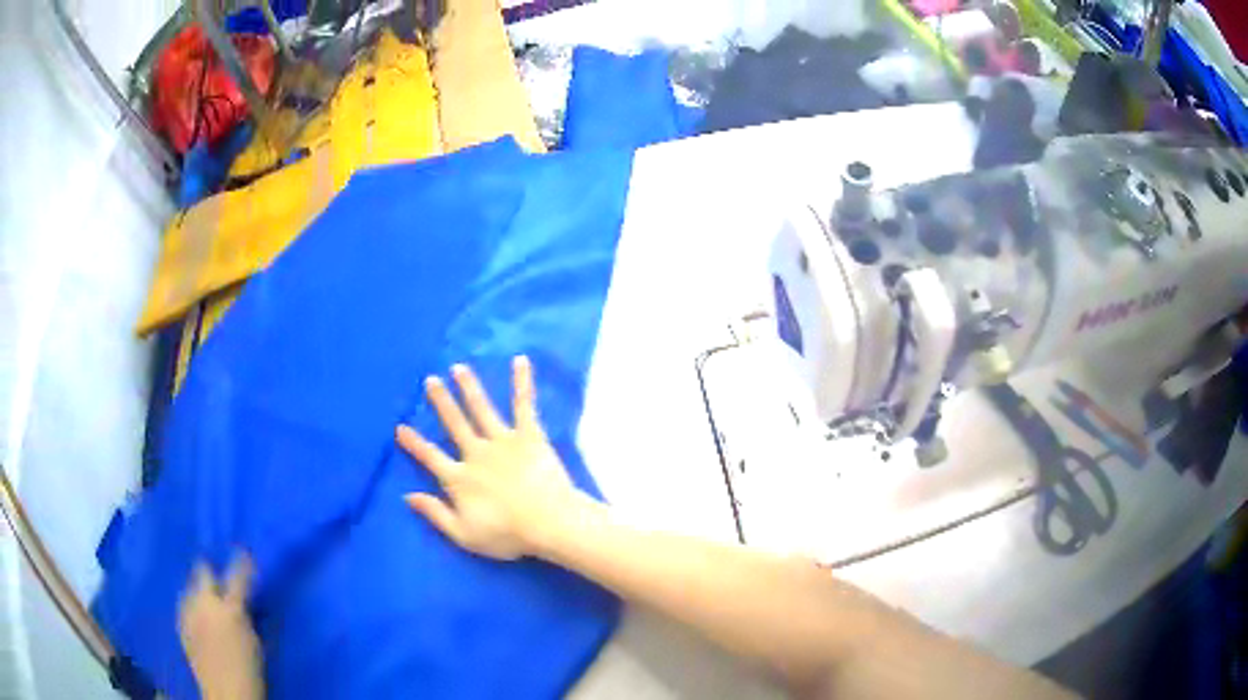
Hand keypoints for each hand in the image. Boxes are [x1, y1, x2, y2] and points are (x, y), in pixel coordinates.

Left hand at [178, 554, 262, 699]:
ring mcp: (189, 613)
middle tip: (218, 578)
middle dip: (210, 572)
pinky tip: (197, 615)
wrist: (226, 694)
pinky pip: (184, 604)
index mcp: (230, 609)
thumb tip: (241, 601)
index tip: (244, 552)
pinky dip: (191, 605)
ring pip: (190, 586)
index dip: (241, 563)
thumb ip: (245, 616)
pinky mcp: (180, 624)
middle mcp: (206, 604)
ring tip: (206, 599)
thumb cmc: (249, 671)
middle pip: (202, 571)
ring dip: (199, 589)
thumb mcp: (255, 642)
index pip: (237, 576)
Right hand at [396, 356, 588, 559]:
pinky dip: (521, 382)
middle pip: (455, 424)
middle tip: (430, 380)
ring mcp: (503, 441)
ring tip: (459, 368)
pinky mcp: (529, 435)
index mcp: (460, 478)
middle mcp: (476, 453)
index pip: (430, 457)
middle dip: (441, 401)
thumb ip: (435, 513)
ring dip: (469, 387)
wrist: (549, 522)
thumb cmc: (507, 534)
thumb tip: (407, 496)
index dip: (414, 443)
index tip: (400, 427)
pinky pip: (524, 404)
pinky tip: (520, 361)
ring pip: (481, 409)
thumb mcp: (464, 534)